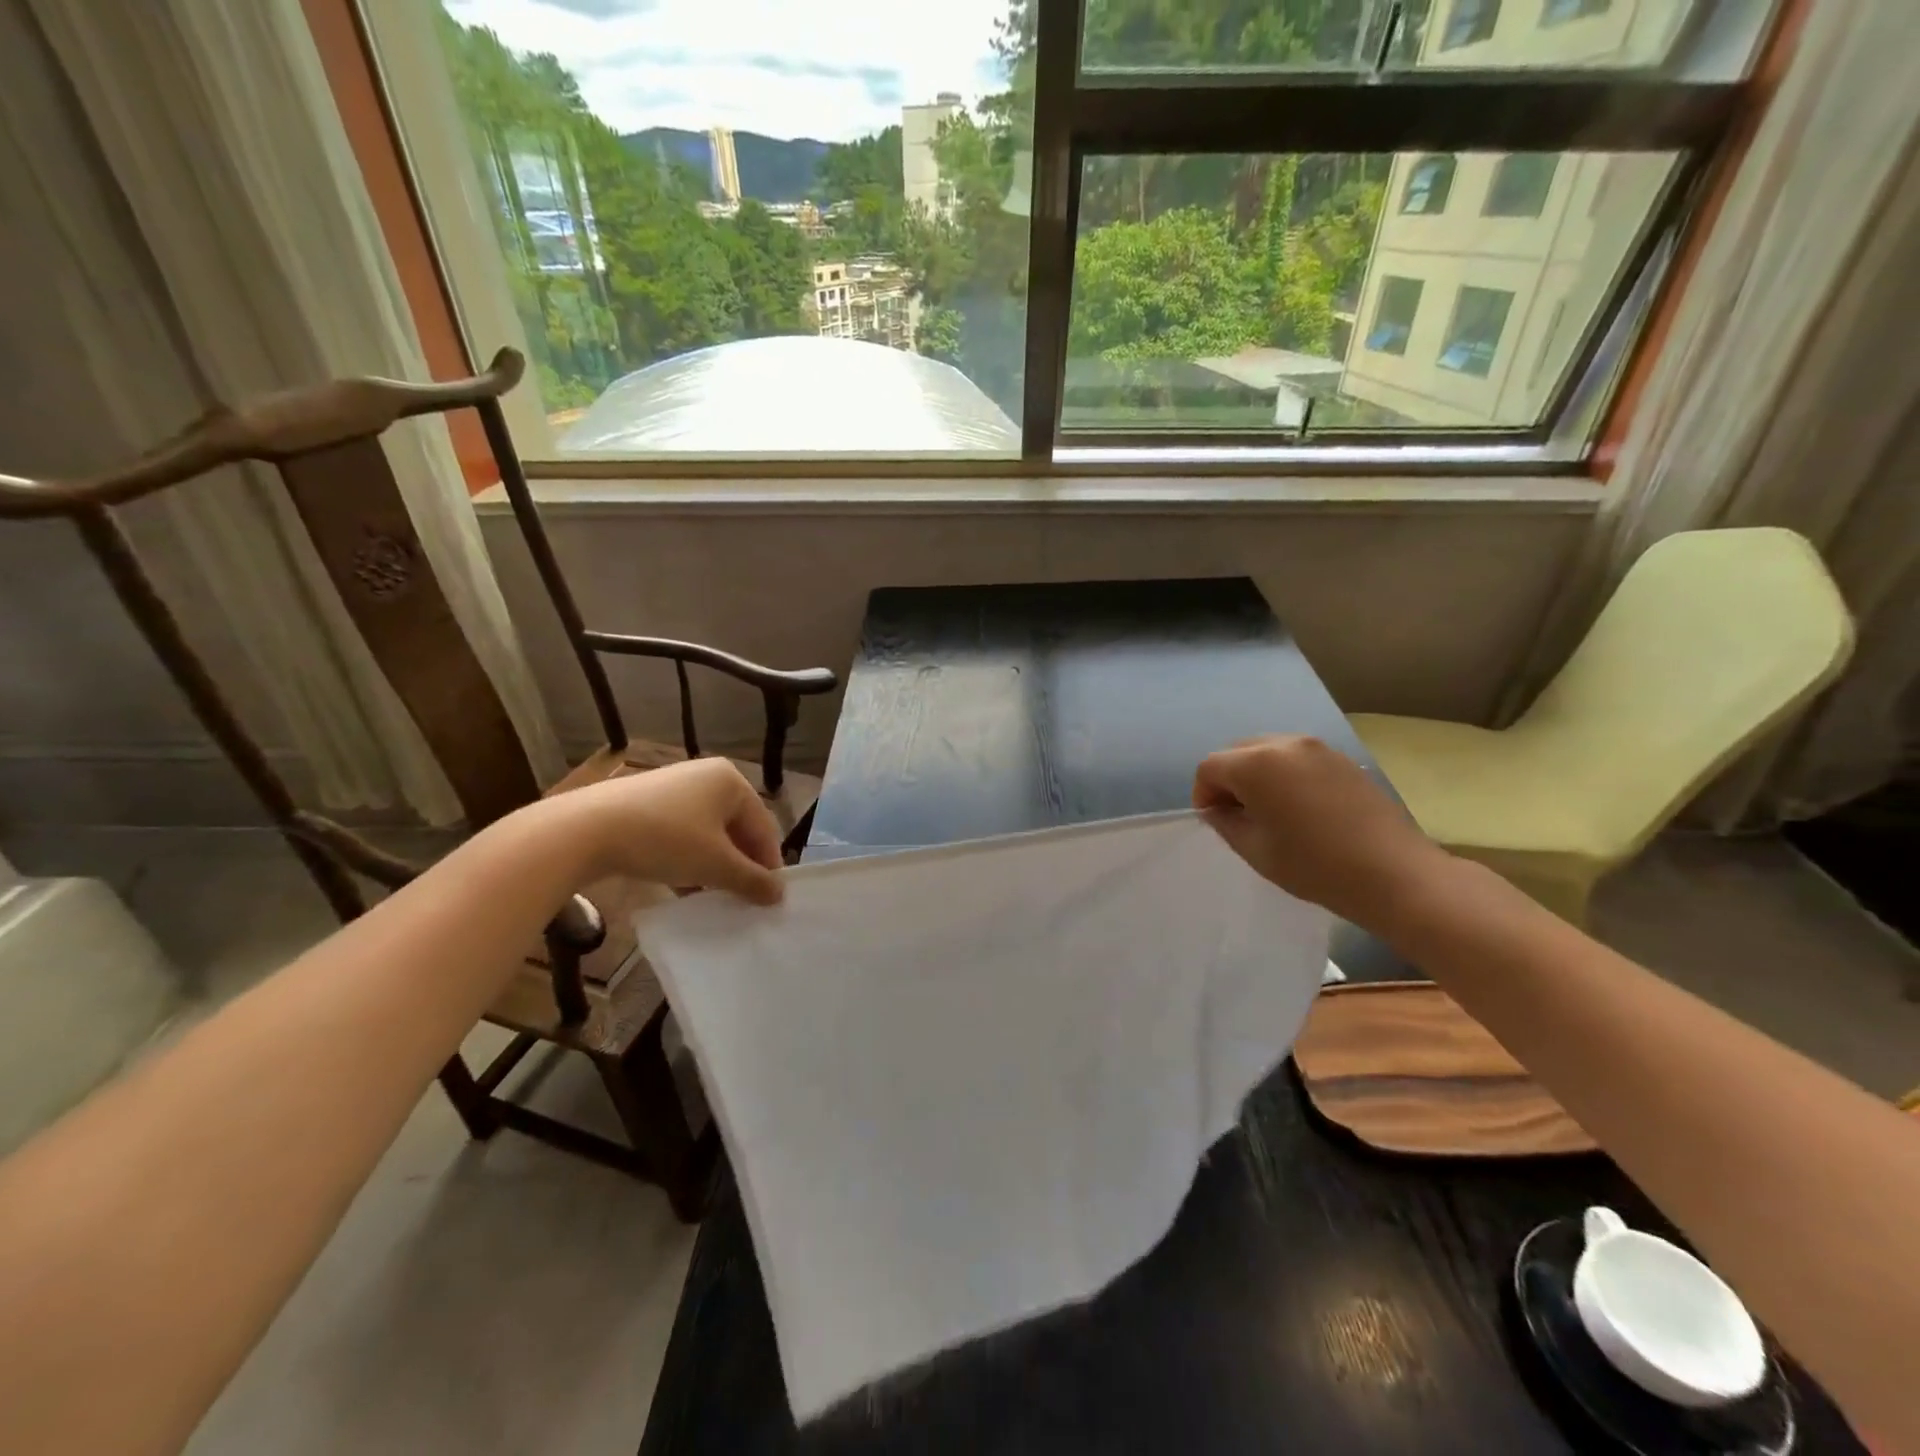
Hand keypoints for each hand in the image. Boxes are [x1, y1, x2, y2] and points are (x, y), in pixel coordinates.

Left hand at [557, 758, 786, 905]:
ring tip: (712, 897)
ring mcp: (675, 787)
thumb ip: (751, 880)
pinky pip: (682, 833)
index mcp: (732, 781)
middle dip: (740, 865)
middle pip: (737, 828)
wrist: (584, 830)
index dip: (769, 865)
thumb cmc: (665, 839)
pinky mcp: (647, 802)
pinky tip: (682, 885)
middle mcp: (707, 776)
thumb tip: (779, 895)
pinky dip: (688, 858)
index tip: (768, 899)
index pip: (764, 827)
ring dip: (714, 866)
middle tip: (741, 900)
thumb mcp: (714, 865)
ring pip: (709, 833)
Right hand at [1193, 736, 1446, 928]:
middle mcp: (1284, 744)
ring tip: (1269, 811)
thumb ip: (1226, 823)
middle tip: (1238, 815)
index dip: (1203, 794)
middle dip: (1228, 779)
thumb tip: (1218, 809)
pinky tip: (1299, 807)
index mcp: (1256, 764)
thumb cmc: (1315, 865)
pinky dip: (1285, 774)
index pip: (1210, 767)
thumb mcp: (1256, 850)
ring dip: (1257, 775)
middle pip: (1237, 752)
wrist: (1394, 874)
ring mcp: (1317, 748)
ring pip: (1268, 751)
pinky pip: (1297, 758)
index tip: (1214, 821)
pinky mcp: (1342, 759)